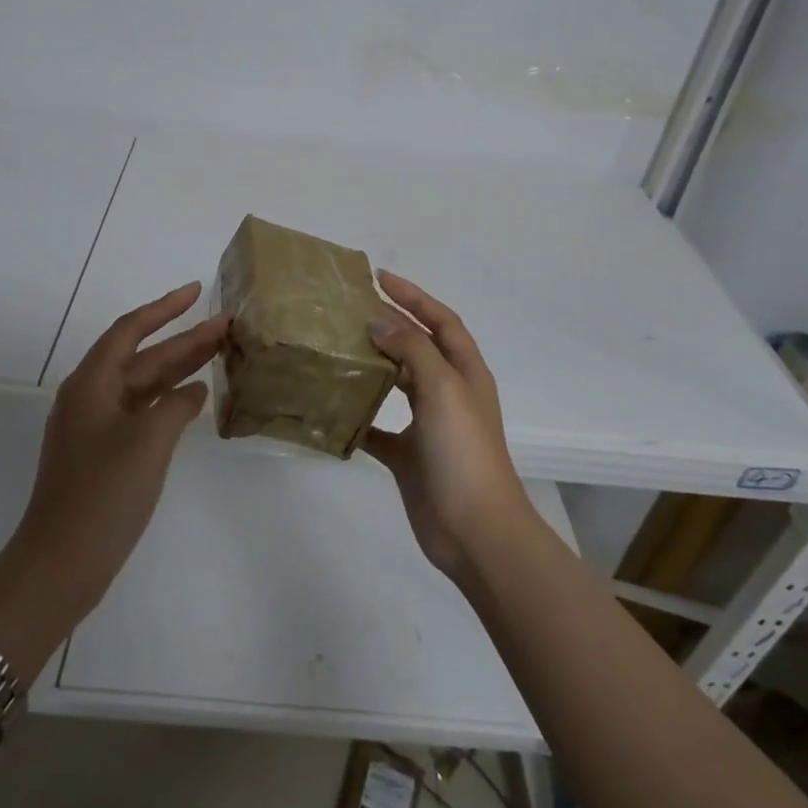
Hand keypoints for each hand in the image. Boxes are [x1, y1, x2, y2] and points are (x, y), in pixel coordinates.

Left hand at [12, 282, 226, 619]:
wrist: (62, 562)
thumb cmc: (104, 494)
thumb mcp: (148, 441)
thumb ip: (176, 405)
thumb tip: (194, 391)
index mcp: (91, 384)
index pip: (131, 330)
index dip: (164, 307)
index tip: (196, 291)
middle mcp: (91, 397)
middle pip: (141, 357)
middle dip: (183, 339)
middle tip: (225, 325)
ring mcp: (96, 427)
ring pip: (143, 384)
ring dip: (178, 368)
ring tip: (219, 351)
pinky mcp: (104, 453)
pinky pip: (141, 411)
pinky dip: (168, 401)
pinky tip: (194, 398)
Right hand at [361, 273, 536, 581]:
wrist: (474, 529)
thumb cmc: (464, 451)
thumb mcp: (443, 389)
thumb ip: (412, 350)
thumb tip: (378, 322)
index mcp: (465, 373)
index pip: (441, 321)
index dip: (415, 296)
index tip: (379, 278)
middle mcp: (448, 394)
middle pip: (418, 349)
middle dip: (390, 326)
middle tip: (349, 311)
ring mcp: (428, 427)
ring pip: (397, 385)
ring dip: (373, 366)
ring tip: (337, 349)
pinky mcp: (408, 457)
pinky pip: (378, 430)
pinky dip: (358, 419)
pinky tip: (333, 410)